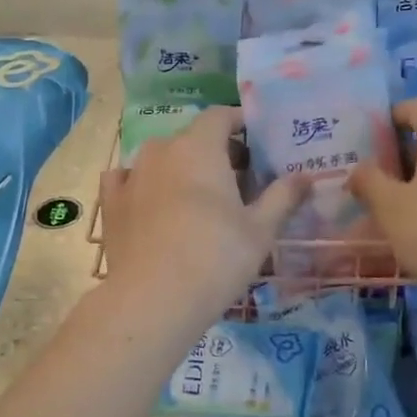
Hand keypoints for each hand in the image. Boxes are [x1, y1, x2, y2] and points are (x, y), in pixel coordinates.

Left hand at [99, 107, 304, 322]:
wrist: (153, 299)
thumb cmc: (216, 258)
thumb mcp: (260, 230)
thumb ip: (282, 197)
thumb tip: (305, 177)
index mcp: (199, 147)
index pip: (220, 116)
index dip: (239, 123)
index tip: (256, 141)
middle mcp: (160, 151)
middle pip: (191, 138)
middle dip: (214, 152)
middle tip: (236, 183)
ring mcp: (130, 176)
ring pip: (159, 160)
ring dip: (179, 169)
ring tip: (197, 200)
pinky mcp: (110, 204)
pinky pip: (126, 180)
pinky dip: (143, 185)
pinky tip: (151, 204)